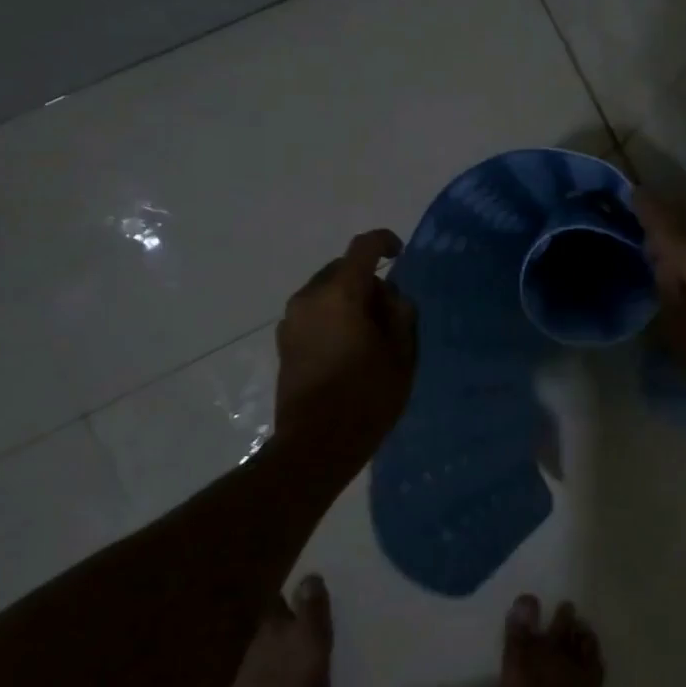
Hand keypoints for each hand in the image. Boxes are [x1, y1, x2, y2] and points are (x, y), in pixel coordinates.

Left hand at [274, 229, 417, 462]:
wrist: (316, 444)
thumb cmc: (367, 397)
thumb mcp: (402, 354)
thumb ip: (400, 314)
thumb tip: (391, 297)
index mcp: (341, 294)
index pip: (363, 248)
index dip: (384, 242)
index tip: (400, 253)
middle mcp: (310, 298)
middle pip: (343, 269)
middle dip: (368, 280)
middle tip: (390, 311)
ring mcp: (291, 320)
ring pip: (326, 291)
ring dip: (349, 299)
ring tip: (370, 334)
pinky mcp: (284, 341)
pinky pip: (314, 312)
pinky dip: (333, 316)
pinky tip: (348, 348)